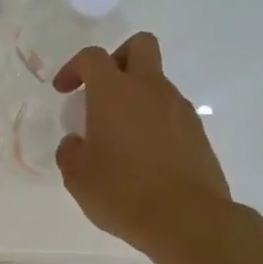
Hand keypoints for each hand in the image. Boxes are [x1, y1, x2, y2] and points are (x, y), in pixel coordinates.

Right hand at [54, 33, 231, 257]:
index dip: (75, 67)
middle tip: (103, 90)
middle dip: (119, 58)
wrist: (187, 218)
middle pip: (141, 45)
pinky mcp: (198, 133)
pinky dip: (156, 122)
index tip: (64, 91)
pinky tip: (146, 156)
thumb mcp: (78, 177)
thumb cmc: (122, 192)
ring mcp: (179, 109)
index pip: (93, 57)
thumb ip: (71, 152)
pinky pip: (172, 113)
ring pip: (158, 83)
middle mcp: (150, 89)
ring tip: (122, 136)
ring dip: (138, 97)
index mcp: (114, 92)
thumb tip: (76, 143)